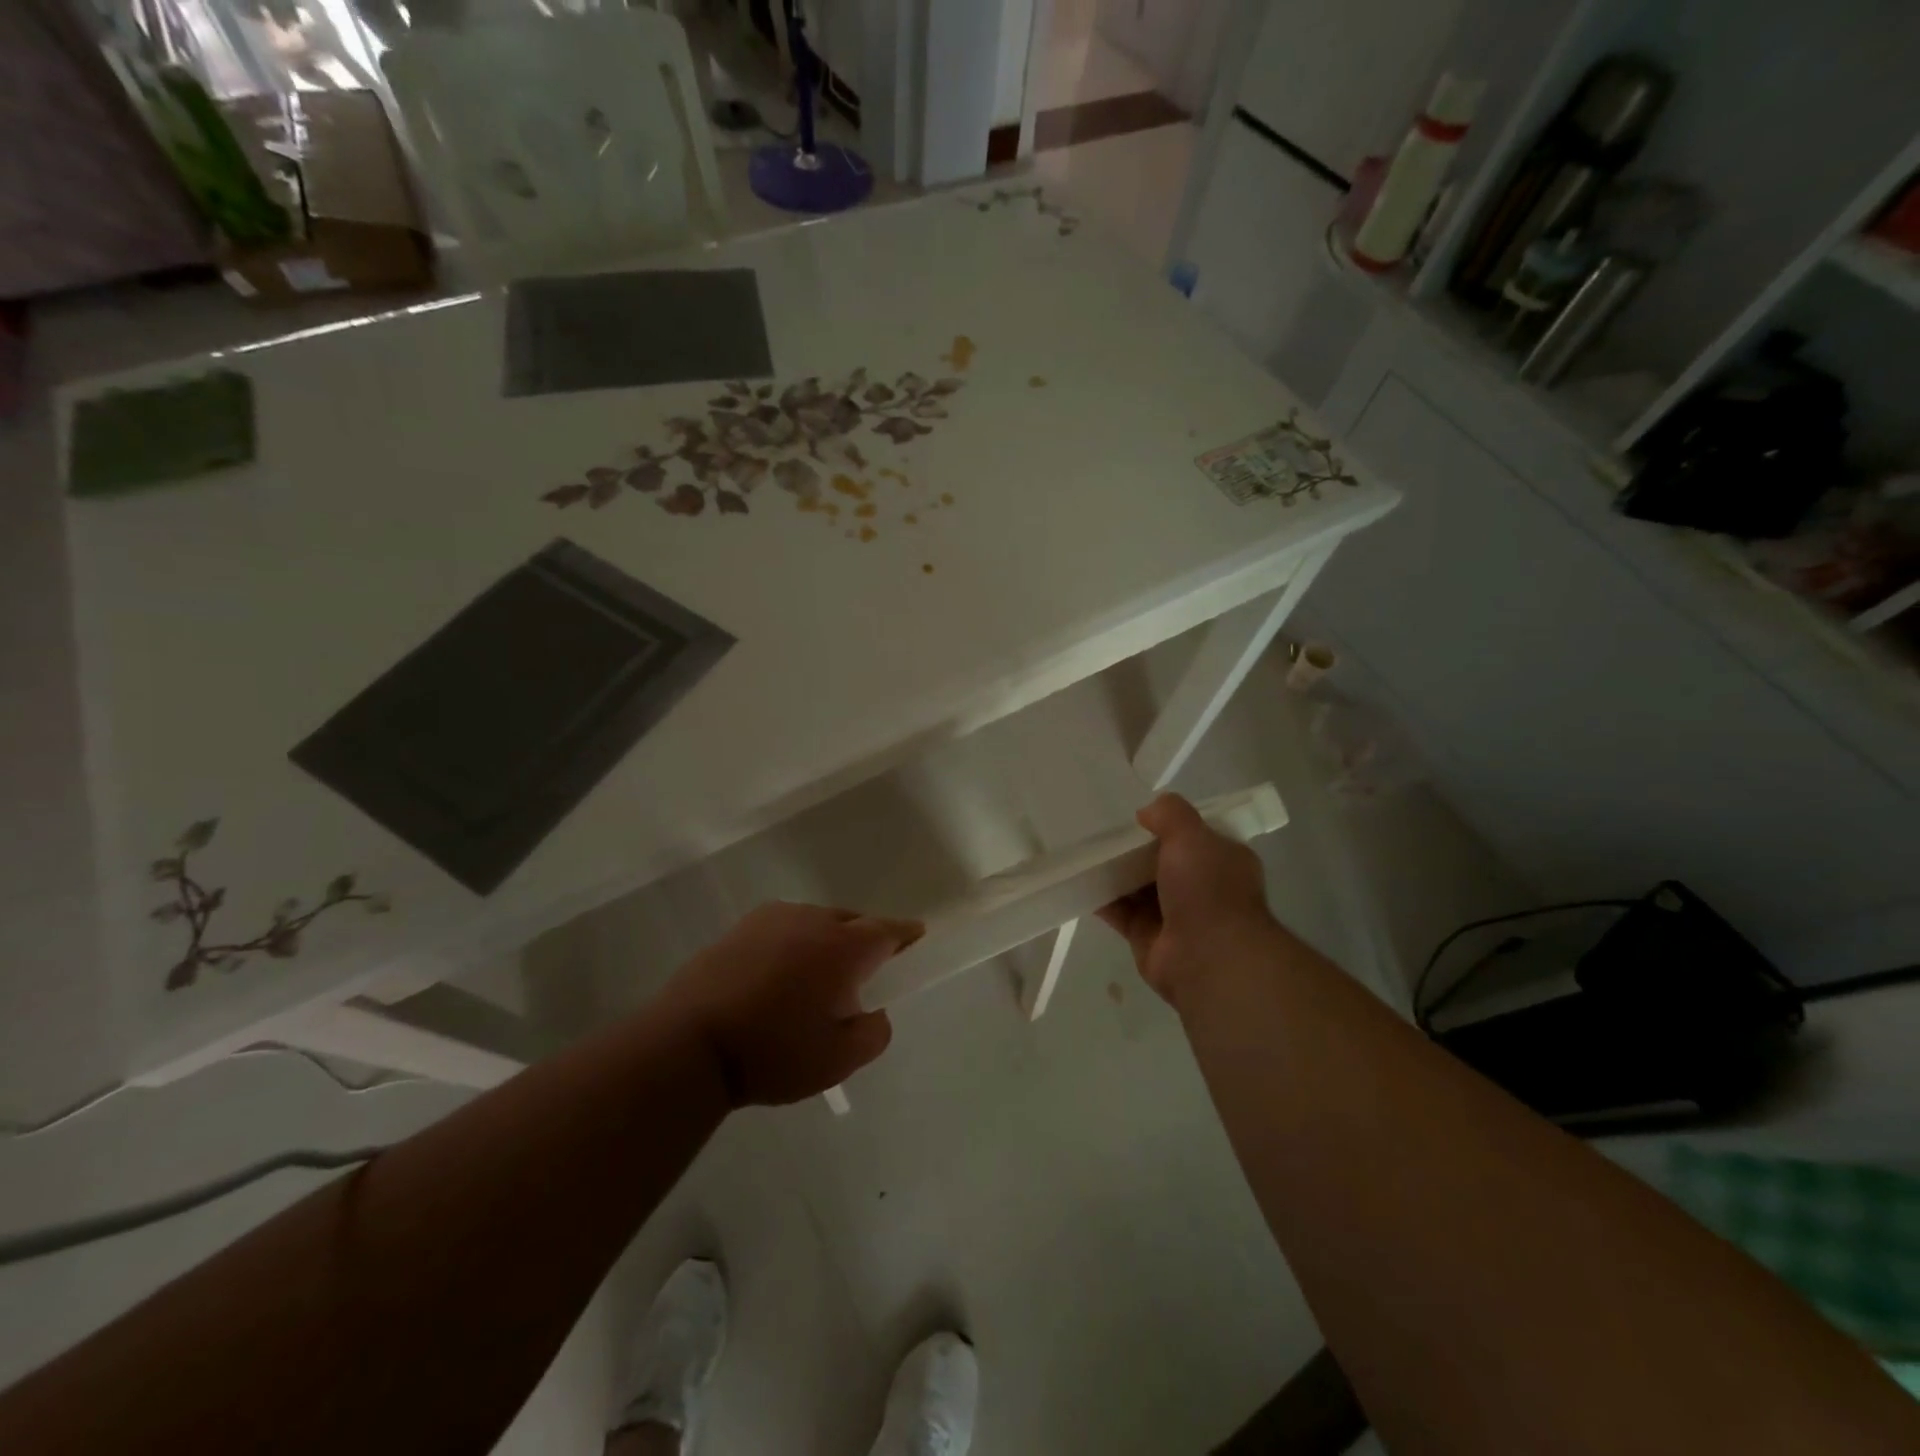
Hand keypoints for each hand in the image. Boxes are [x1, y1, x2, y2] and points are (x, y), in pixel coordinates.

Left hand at [660, 902, 920, 1105]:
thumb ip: (873, 1032)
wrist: (690, 1043)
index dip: (907, 936)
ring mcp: (774, 918)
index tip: (917, 941)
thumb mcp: (838, 1060)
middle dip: (865, 942)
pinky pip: (785, 928)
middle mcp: (813, 920)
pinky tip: (778, 977)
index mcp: (844, 947)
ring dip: (827, 942)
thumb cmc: (773, 1052)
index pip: (889, 930)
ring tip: (815, 981)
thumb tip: (874, 1011)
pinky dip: (795, 944)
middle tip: (862, 976)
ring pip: (817, 922)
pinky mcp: (742, 926)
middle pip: (853, 922)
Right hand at [1097, 794, 1278, 1010]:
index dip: (1171, 827)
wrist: (1209, 959)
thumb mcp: (1192, 835)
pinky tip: (1081, 883)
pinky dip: (1103, 900)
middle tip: (1107, 835)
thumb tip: (1146, 813)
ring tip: (1087, 854)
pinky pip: (1121, 913)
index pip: (1197, 838)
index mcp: (1223, 862)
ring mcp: (1175, 916)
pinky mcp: (1148, 938)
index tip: (1142, 818)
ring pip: (1139, 888)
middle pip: (1163, 863)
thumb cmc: (1209, 889)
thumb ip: (1170, 814)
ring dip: (1116, 874)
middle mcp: (1202, 888)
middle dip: (1137, 851)